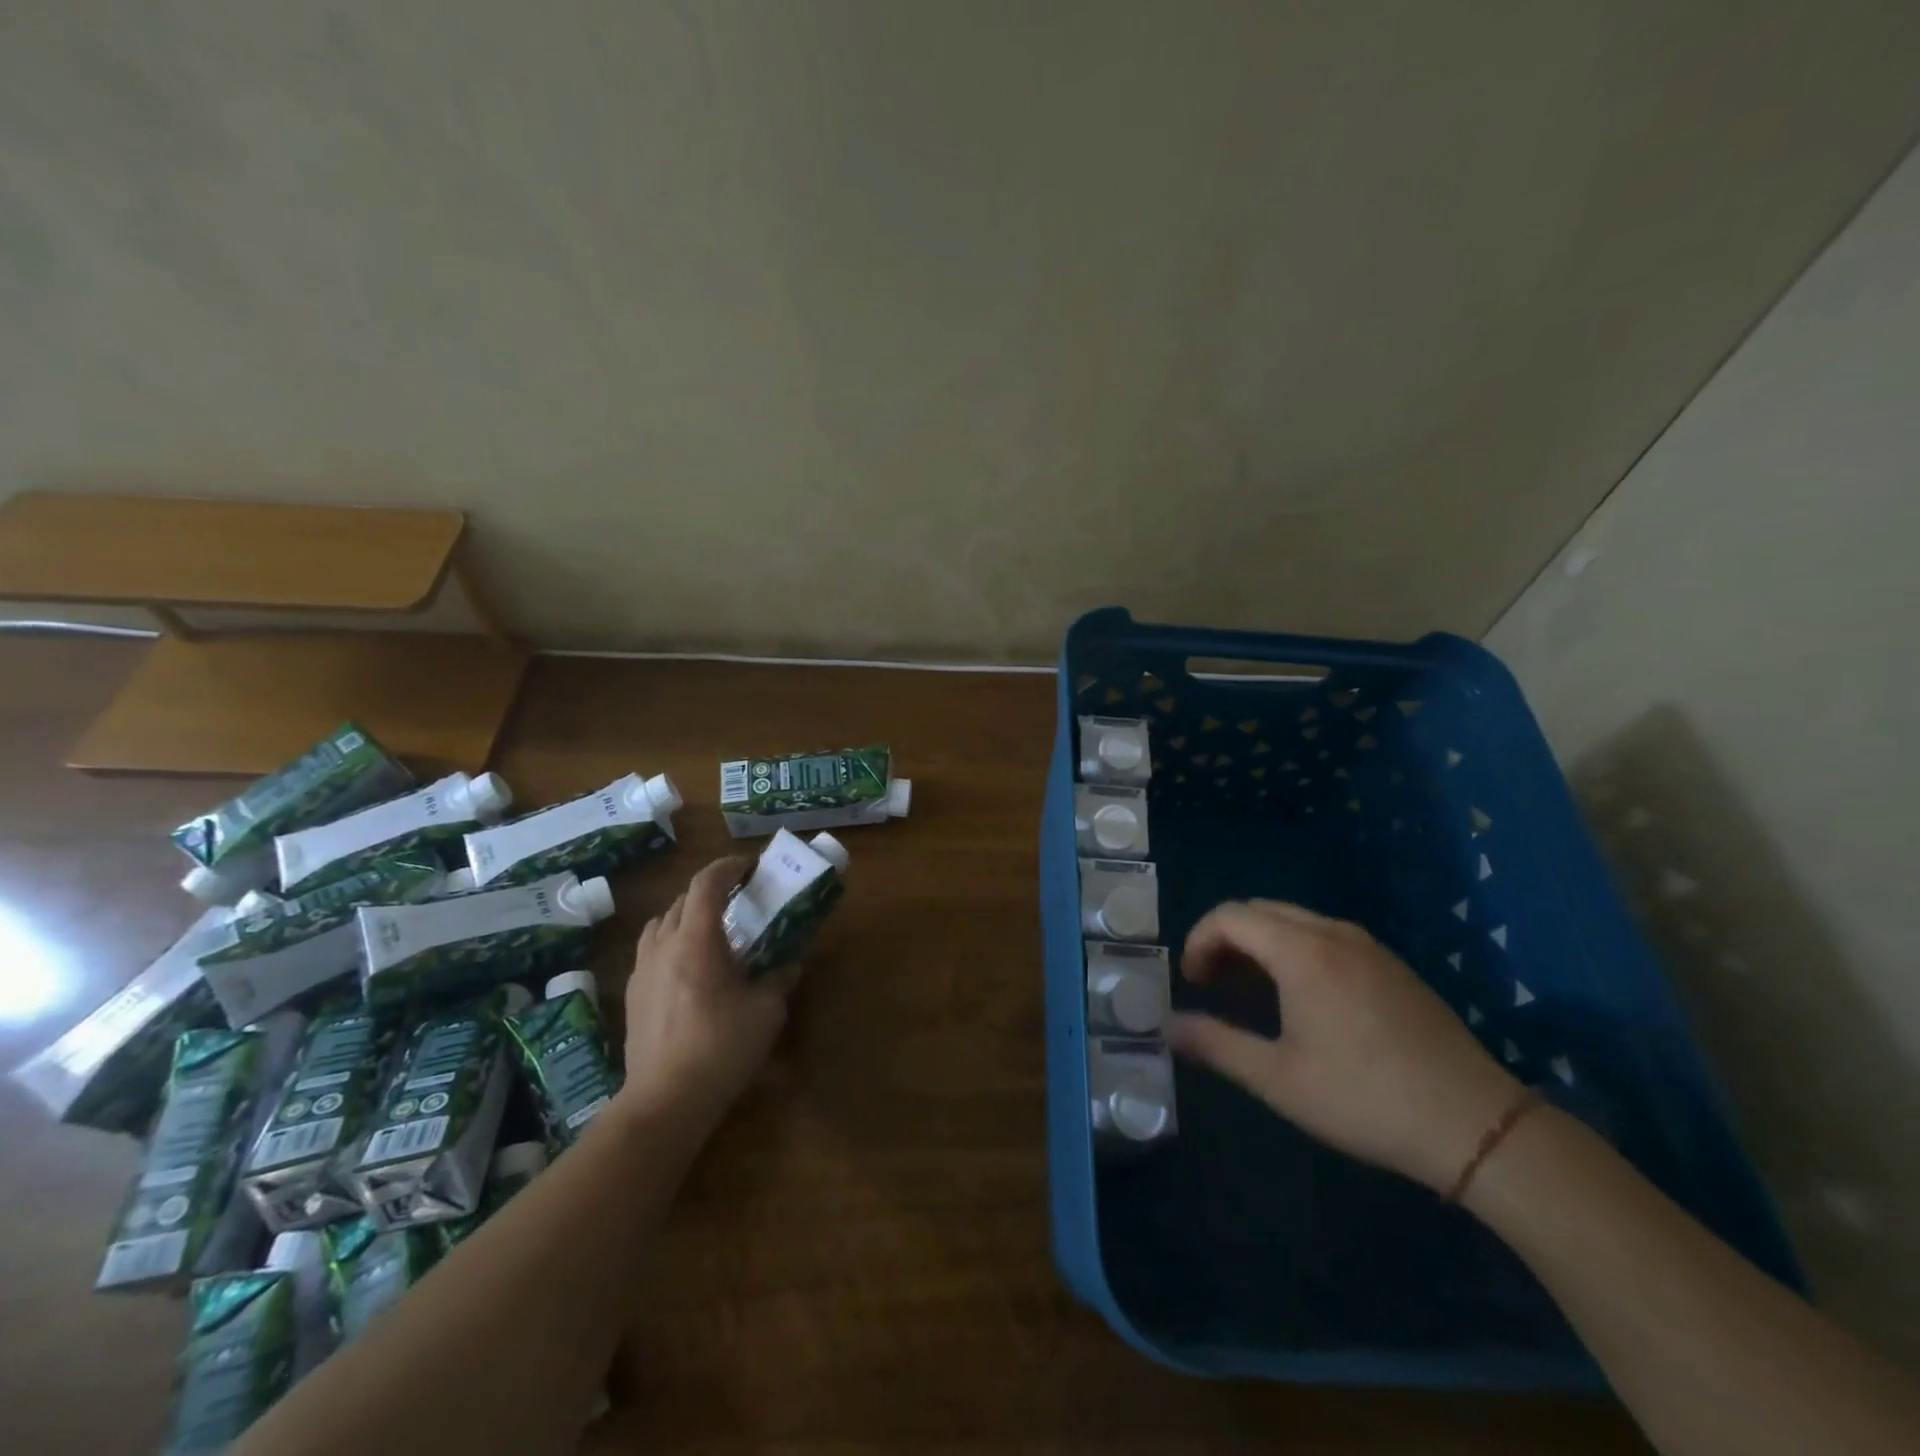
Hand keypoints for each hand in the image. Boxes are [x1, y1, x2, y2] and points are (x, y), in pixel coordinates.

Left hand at [619, 856, 800, 1131]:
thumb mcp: (766, 1011)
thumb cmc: (721, 1047)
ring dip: (686, 915)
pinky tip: (687, 966)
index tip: (749, 867)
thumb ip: (780, 978)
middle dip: (710, 891)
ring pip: (660, 924)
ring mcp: (642, 970)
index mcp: (696, 940)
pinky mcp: (632, 995)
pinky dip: (670, 942)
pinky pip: (650, 950)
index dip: (727, 868)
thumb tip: (793, 962)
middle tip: (738, 900)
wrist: (665, 1100)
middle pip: (682, 900)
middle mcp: (664, 945)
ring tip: (709, 930)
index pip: (706, 884)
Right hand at [1166, 900, 1522, 1192]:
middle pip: (1260, 911)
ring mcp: (1368, 946)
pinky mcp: (1392, 965)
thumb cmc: (1365, 1099)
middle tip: (1213, 985)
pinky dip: (1294, 950)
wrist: (1476, 1125)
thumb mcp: (1278, 1079)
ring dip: (1260, 944)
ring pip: (1294, 921)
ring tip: (1250, 993)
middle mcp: (1333, 934)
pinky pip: (1326, 937)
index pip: (1230, 916)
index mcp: (1302, 952)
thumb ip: (1216, 1044)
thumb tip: (1167, 1027)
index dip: (1199, 941)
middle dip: (1226, 939)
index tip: (1192, 983)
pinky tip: (1302, 1000)